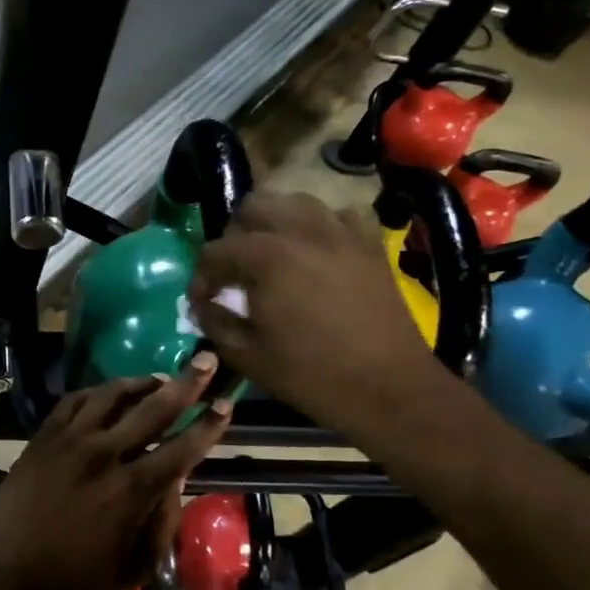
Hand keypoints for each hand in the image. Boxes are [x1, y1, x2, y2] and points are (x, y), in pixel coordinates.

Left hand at [0, 356, 229, 589]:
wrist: (3, 573)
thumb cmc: (72, 579)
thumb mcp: (132, 567)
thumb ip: (162, 522)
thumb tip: (177, 479)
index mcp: (131, 490)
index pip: (181, 448)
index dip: (208, 425)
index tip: (226, 404)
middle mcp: (103, 454)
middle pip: (153, 408)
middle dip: (186, 383)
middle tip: (206, 360)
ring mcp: (69, 440)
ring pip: (111, 395)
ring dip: (140, 382)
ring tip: (159, 378)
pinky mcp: (43, 436)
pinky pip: (74, 400)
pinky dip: (97, 391)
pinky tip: (108, 393)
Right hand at [189, 191, 436, 434]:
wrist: (388, 387)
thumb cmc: (311, 375)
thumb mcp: (247, 355)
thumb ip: (215, 321)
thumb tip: (201, 304)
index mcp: (266, 257)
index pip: (215, 250)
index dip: (201, 276)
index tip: (203, 301)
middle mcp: (301, 232)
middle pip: (253, 208)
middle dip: (235, 236)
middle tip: (234, 271)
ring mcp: (340, 233)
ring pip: (295, 202)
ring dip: (275, 222)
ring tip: (272, 254)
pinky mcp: (369, 244)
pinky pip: (340, 215)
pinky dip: (321, 225)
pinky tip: (317, 250)